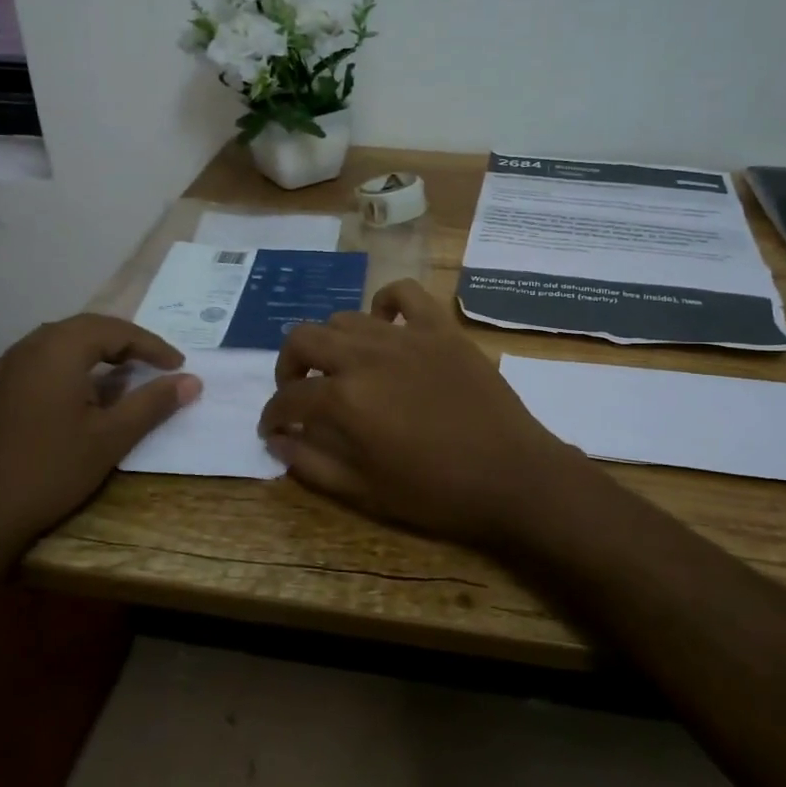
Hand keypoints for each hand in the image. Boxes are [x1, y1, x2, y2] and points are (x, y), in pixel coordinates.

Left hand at [0, 315, 199, 580]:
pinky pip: (37, 363)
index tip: (178, 366)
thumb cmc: (51, 471)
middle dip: (124, 342)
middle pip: (84, 329)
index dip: (151, 345)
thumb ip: (153, 403)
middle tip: (155, 363)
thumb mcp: (112, 438)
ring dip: (94, 352)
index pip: (114, 330)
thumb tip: (191, 380)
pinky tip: (75, 393)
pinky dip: (67, 367)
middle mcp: (26, 349)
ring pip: (57, 343)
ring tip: (122, 375)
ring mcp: (2, 370)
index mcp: (57, 351)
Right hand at [259, 281, 598, 546]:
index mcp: (345, 400)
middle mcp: (366, 356)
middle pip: (304, 339)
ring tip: (341, 367)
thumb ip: (312, 463)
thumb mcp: (365, 491)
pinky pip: (404, 294)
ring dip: (331, 342)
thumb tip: (276, 441)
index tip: (273, 428)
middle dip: (289, 366)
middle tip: (299, 391)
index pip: (289, 399)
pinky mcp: (440, 328)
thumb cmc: (437, 493)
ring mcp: (406, 336)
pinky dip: (385, 304)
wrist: (512, 475)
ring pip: (345, 317)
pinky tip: (383, 326)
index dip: (273, 415)